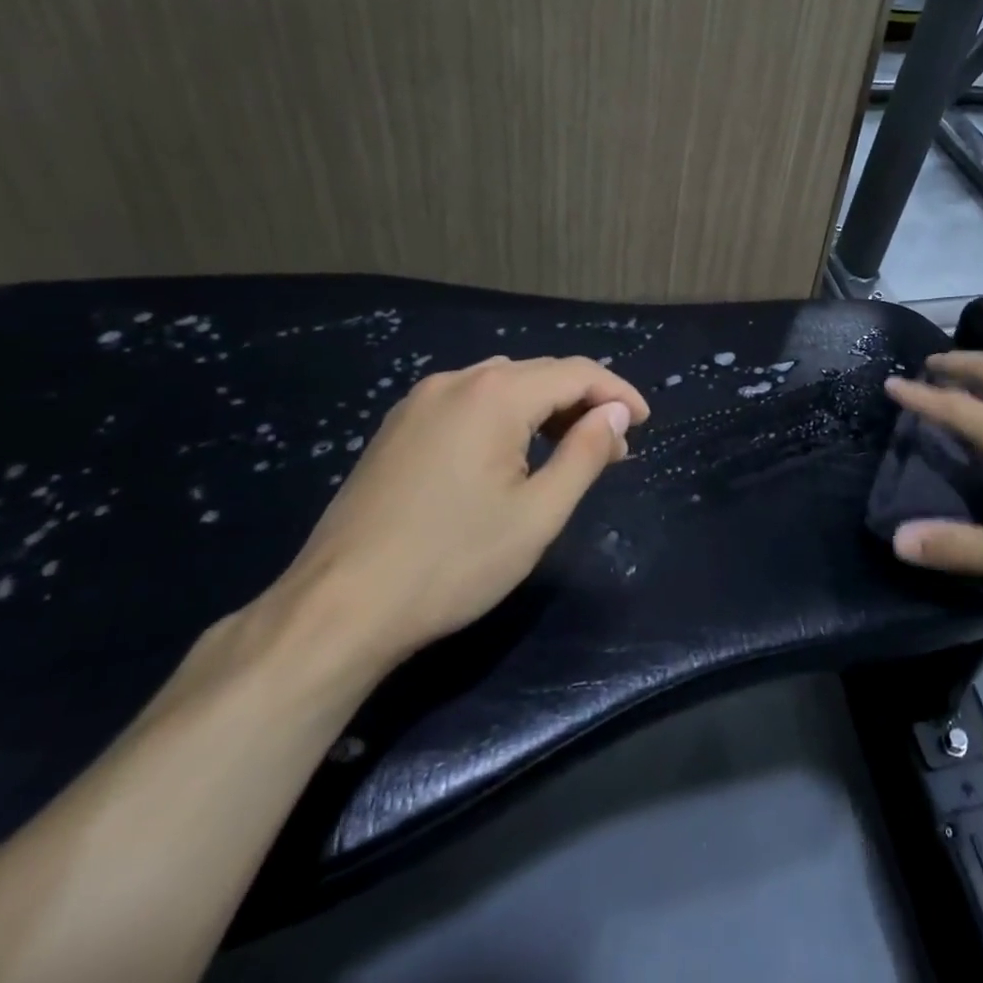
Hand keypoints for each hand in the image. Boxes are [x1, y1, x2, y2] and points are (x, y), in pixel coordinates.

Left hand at [266, 355, 650, 671]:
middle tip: (614, 448)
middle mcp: (455, 381)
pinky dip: (506, 417)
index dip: (618, 393)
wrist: (339, 609)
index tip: (644, 423)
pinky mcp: (397, 427)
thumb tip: (614, 413)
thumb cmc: (453, 562)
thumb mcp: (538, 514)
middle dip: (584, 403)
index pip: (576, 373)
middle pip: (540, 374)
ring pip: (503, 385)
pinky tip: (512, 455)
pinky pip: (469, 402)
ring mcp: (419, 402)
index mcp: (494, 395)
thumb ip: (586, 454)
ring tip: (568, 452)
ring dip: (546, 409)